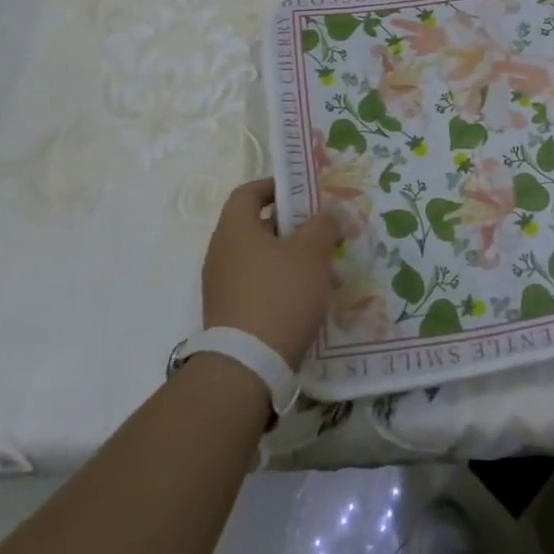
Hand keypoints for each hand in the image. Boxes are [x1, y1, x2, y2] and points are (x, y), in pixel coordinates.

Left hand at [201, 180, 340, 368]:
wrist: (247, 367)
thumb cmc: (280, 295)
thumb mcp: (311, 253)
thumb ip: (324, 225)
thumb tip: (330, 211)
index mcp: (235, 230)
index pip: (248, 193)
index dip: (276, 186)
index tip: (305, 193)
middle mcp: (223, 254)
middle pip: (259, 227)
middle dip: (296, 227)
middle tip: (326, 232)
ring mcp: (224, 287)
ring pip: (264, 259)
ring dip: (295, 259)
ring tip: (329, 271)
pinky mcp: (232, 314)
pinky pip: (261, 286)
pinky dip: (285, 284)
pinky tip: (312, 299)